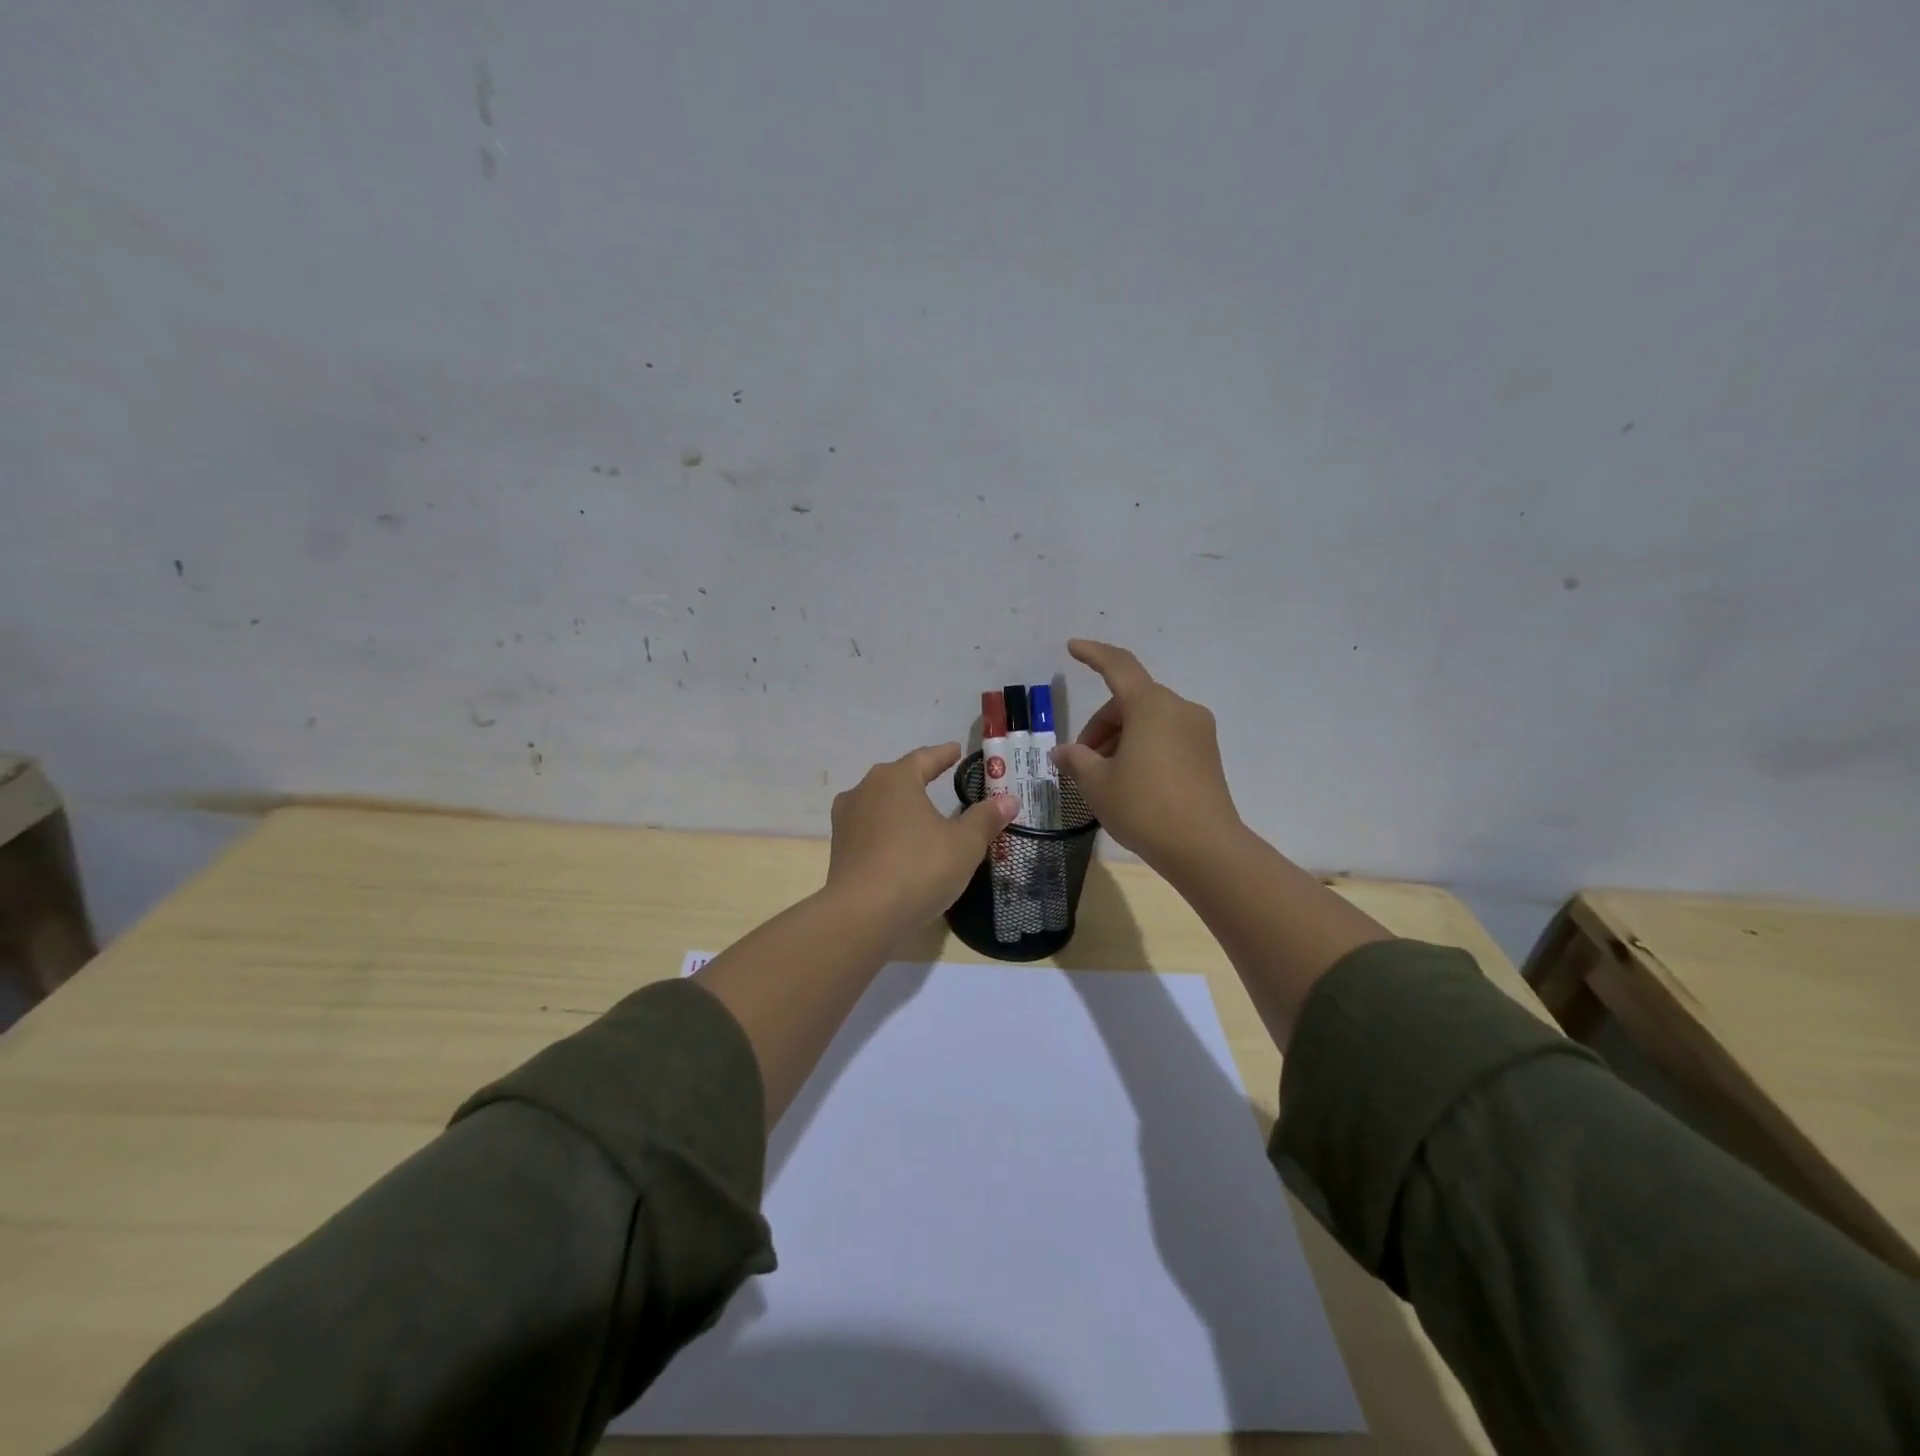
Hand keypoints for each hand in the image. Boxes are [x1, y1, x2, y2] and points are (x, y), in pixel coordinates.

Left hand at [826, 742, 1020, 932]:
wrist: (862, 915)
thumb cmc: (918, 868)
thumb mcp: (964, 844)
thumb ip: (985, 819)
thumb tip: (1008, 799)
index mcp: (895, 779)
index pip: (925, 758)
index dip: (943, 755)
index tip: (956, 750)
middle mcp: (864, 791)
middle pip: (898, 778)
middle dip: (919, 778)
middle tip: (940, 778)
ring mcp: (846, 821)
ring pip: (880, 805)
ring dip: (900, 807)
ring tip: (920, 814)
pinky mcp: (839, 850)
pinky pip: (870, 831)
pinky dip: (887, 832)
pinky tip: (900, 845)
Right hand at [1052, 639, 1243, 871]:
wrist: (1204, 848)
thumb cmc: (1143, 806)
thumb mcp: (1097, 783)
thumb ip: (1076, 759)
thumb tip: (1063, 752)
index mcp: (1151, 705)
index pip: (1118, 666)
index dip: (1093, 654)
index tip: (1072, 647)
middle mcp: (1179, 709)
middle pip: (1130, 701)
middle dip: (1101, 725)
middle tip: (1080, 760)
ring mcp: (1198, 732)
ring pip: (1148, 721)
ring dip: (1120, 738)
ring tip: (1102, 777)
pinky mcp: (1207, 755)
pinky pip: (1166, 737)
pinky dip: (1142, 748)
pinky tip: (1129, 781)